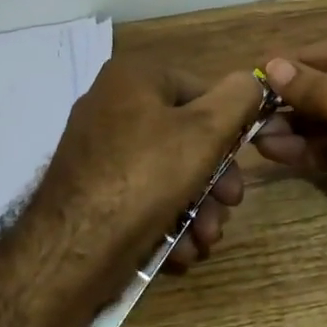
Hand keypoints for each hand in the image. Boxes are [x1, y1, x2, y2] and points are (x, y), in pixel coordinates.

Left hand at [25, 60, 267, 304]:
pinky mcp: (90, 187)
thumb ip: (238, 99)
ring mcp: (97, 148)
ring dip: (196, 207)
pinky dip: (166, 218)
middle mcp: (111, 104)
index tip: (243, 170)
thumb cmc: (146, 176)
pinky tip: (180, 249)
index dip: (229, 131)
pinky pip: (140, 193)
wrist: (74, 246)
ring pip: (166, 171)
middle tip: (228, 211)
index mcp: (135, 77)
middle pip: (185, 137)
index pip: (202, 91)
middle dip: (214, 183)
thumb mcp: (205, 132)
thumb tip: (252, 81)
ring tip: (205, 240)